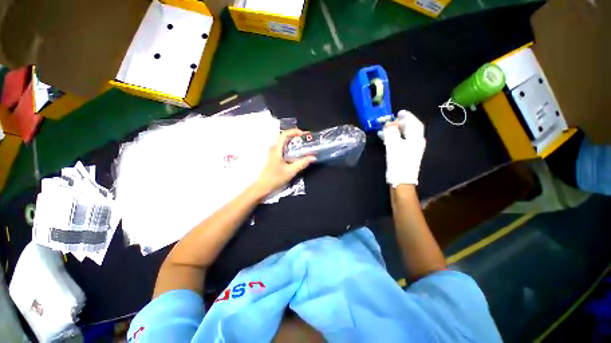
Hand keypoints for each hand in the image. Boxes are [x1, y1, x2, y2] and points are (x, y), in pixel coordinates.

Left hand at [253, 129, 315, 196]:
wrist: (263, 186)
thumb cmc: (275, 178)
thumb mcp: (291, 171)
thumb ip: (302, 163)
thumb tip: (313, 157)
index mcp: (277, 149)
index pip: (284, 134)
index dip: (294, 131)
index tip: (304, 134)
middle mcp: (274, 149)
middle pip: (285, 137)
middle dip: (296, 136)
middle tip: (306, 140)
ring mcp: (273, 153)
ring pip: (284, 143)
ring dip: (294, 142)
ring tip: (304, 146)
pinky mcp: (274, 157)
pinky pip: (284, 149)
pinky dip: (291, 148)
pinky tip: (297, 154)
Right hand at [379, 110, 425, 186]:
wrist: (401, 180)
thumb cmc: (399, 161)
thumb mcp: (393, 145)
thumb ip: (391, 132)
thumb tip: (389, 124)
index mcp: (416, 138)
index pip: (414, 123)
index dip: (407, 116)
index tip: (398, 112)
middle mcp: (416, 142)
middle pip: (409, 129)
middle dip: (399, 123)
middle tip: (390, 120)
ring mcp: (411, 149)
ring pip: (403, 135)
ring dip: (394, 131)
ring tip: (384, 129)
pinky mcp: (405, 154)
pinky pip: (400, 141)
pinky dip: (393, 138)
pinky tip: (385, 138)